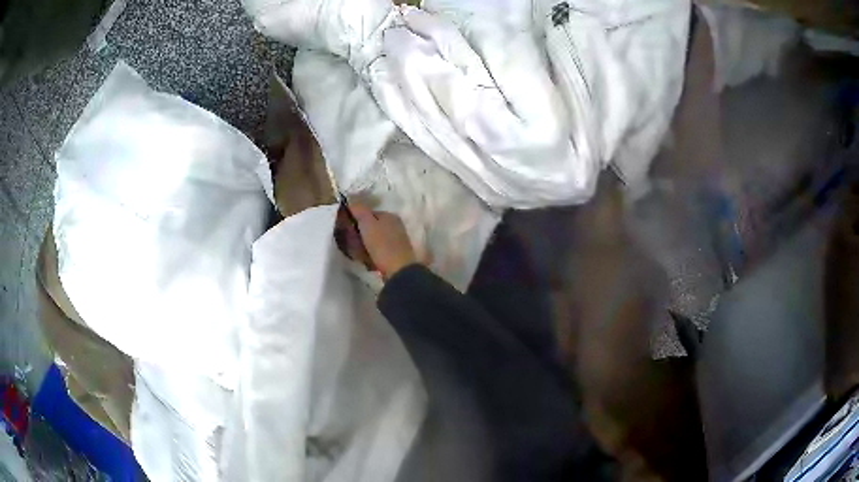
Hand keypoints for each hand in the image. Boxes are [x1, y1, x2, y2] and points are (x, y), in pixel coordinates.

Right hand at [348, 201, 420, 278]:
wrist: (398, 270)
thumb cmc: (382, 244)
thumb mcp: (367, 224)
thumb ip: (359, 210)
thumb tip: (351, 200)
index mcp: (390, 216)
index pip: (369, 213)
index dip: (357, 219)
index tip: (347, 228)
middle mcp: (395, 226)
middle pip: (372, 227)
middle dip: (360, 233)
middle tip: (350, 241)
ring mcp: (397, 241)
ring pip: (375, 239)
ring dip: (364, 244)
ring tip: (356, 252)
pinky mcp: (395, 255)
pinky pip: (379, 251)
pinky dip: (371, 253)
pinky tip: (365, 259)